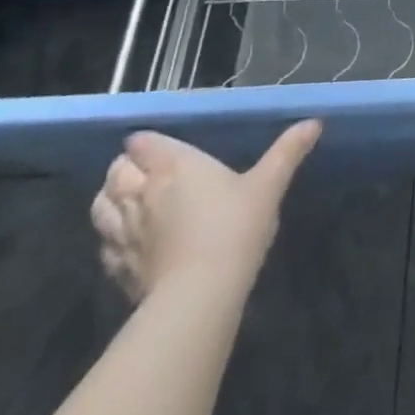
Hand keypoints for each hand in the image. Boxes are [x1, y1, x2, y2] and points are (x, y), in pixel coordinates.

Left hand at [90, 123, 321, 303]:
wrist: (200, 294)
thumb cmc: (234, 226)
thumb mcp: (269, 184)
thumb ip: (288, 151)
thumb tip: (314, 121)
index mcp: (174, 166)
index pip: (142, 143)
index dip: (146, 143)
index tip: (158, 147)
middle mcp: (142, 193)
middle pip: (116, 172)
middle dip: (124, 168)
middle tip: (143, 171)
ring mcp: (125, 233)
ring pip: (100, 207)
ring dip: (110, 200)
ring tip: (126, 202)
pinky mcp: (118, 269)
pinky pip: (105, 246)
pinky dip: (110, 238)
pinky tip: (126, 243)